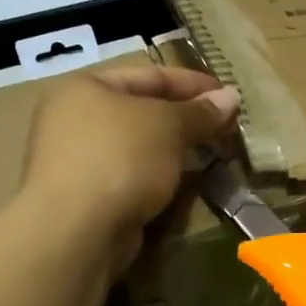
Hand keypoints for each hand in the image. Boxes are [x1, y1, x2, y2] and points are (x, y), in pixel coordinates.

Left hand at [22, 66, 239, 274]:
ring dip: (175, 149)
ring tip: (213, 153)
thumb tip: (231, 97)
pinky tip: (185, 182)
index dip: (193, 83)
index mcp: (85, 87)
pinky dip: (158, 175)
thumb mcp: (168, 126)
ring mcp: (76, 160)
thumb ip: (200, 112)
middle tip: (226, 127)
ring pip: (138, 146)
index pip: (149, 75)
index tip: (229, 95)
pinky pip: (131, 175)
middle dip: (186, 118)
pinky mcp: (85, 197)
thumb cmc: (121, 158)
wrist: (77, 230)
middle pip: (142, 110)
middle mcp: (73, 119)